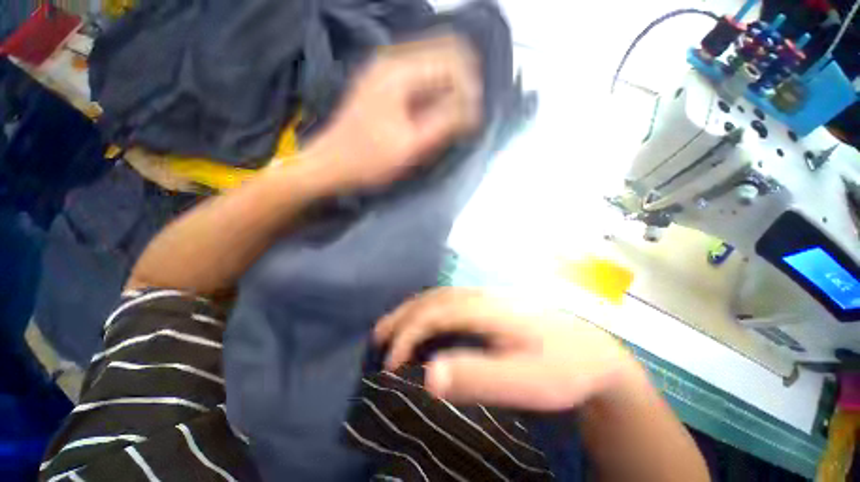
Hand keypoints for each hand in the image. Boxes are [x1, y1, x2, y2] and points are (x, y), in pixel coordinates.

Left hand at [306, 35, 481, 192]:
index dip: (469, 86)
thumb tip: (474, 109)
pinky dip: (433, 94)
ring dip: (448, 90)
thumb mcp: (411, 146)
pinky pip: (419, 79)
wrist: (331, 164)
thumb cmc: (369, 160)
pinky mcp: (383, 85)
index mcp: (398, 71)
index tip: (473, 118)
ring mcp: (385, 70)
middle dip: (461, 84)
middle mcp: (392, 60)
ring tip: (452, 120)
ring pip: (432, 66)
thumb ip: (444, 123)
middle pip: (443, 55)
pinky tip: (434, 116)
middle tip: (465, 118)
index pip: (452, 59)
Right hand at [374, 288, 641, 410]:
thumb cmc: (562, 369)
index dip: (408, 334)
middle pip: (435, 298)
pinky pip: (452, 299)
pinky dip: (430, 308)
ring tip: (393, 327)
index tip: (390, 365)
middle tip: (378, 339)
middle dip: (403, 317)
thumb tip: (429, 376)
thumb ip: (479, 377)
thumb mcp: (527, 382)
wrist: (593, 352)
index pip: (436, 314)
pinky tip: (427, 321)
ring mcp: (488, 296)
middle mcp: (483, 296)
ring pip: (441, 295)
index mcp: (488, 309)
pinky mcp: (492, 303)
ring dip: (413, 309)